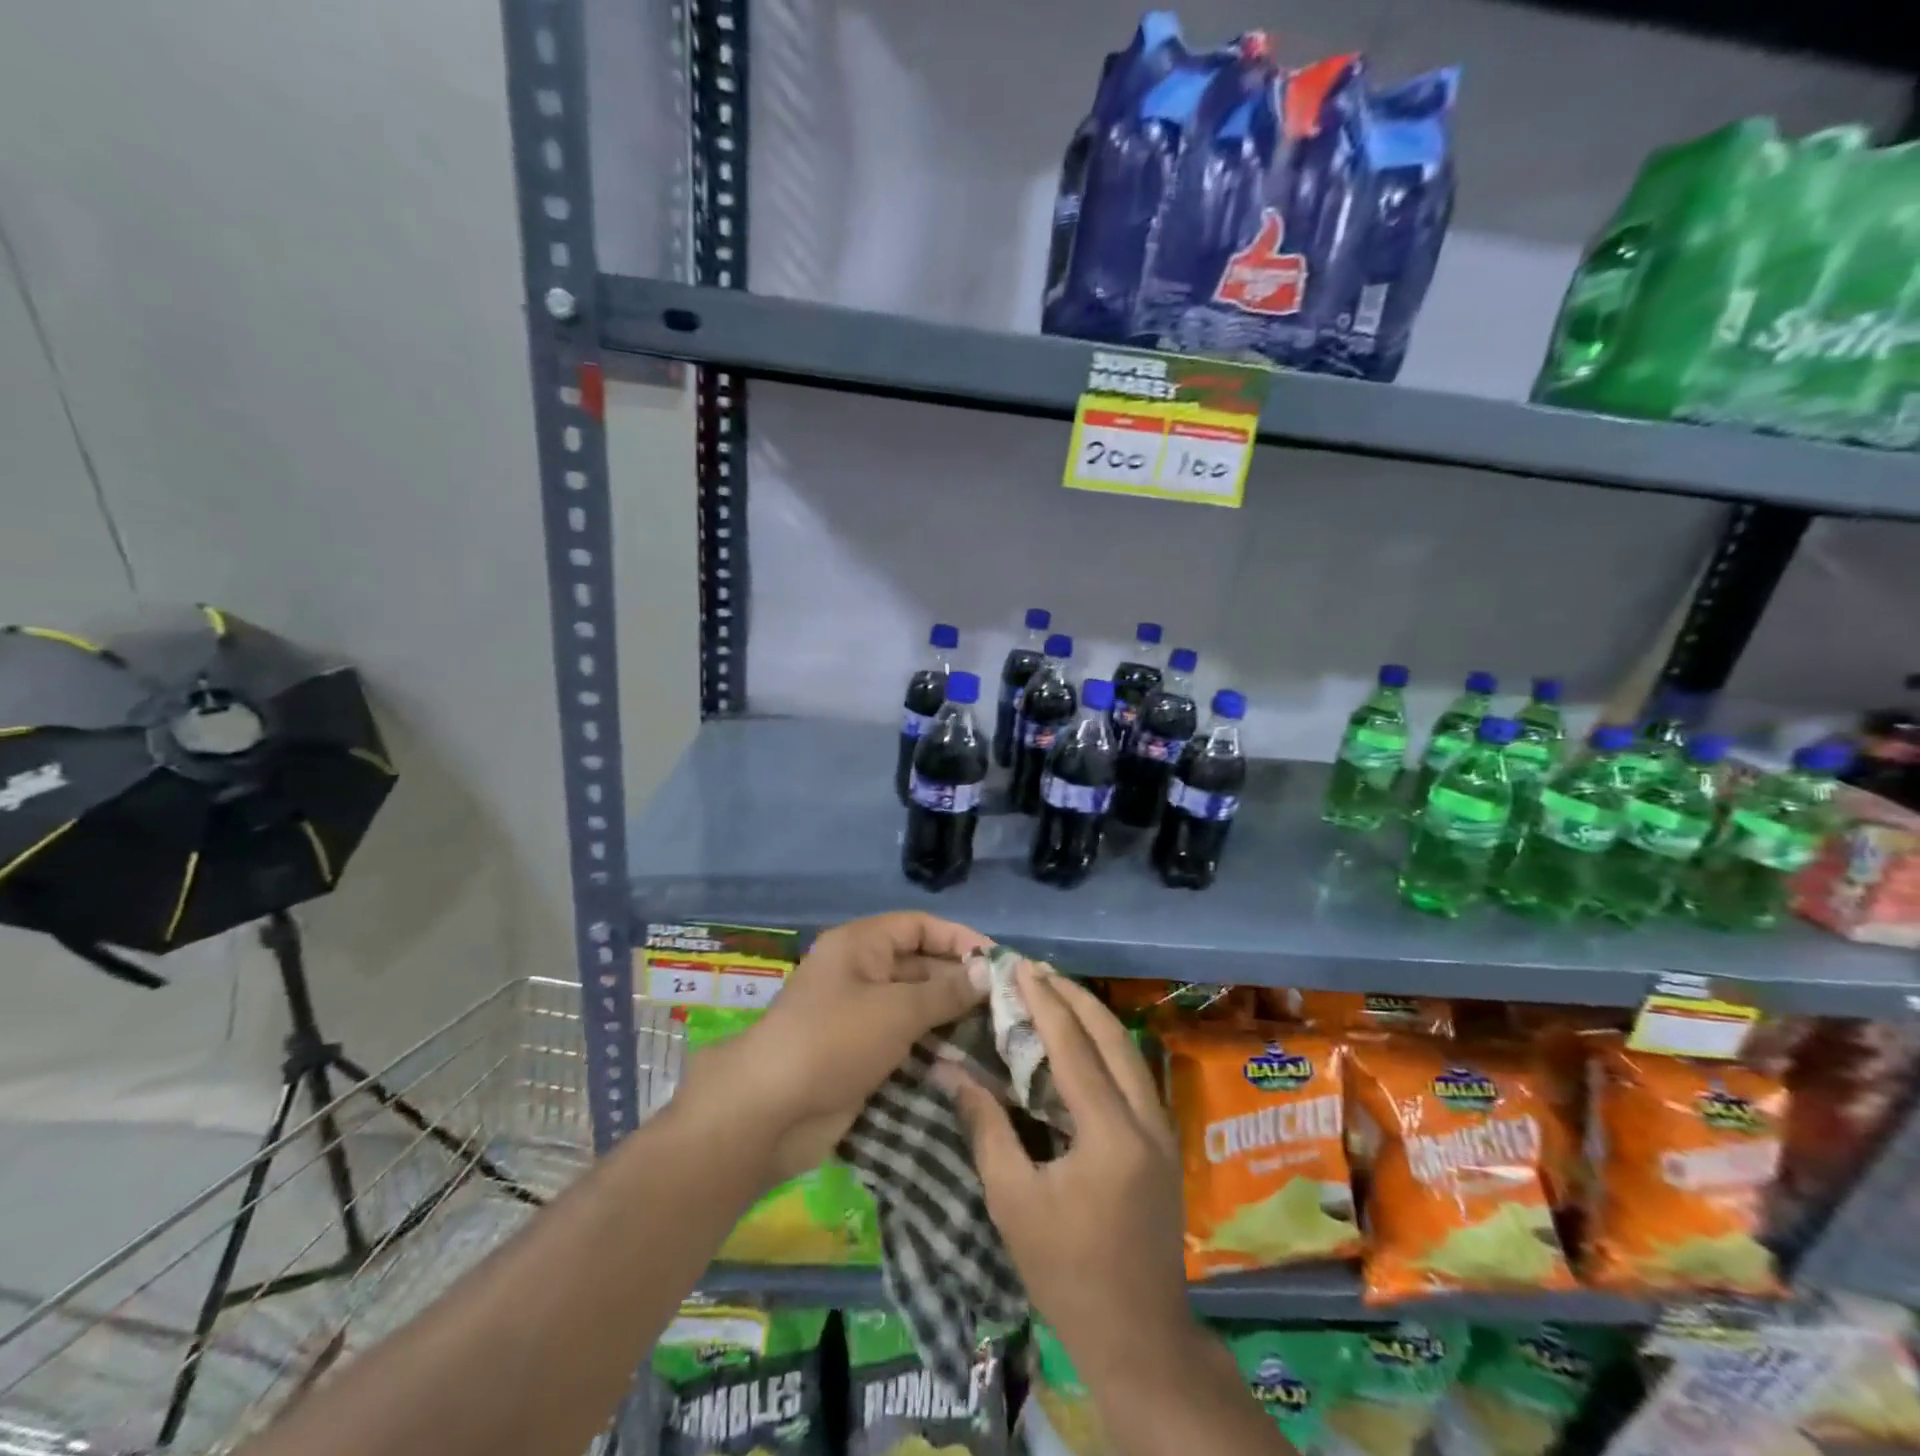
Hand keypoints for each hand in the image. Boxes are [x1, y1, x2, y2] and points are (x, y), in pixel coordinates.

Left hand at [682, 912, 991, 1184]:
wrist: (769, 1112)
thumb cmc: (834, 1041)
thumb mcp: (896, 1010)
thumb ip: (946, 991)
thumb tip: (986, 971)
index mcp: (860, 945)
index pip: (919, 927)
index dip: (959, 939)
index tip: (998, 962)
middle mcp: (860, 973)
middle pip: (919, 966)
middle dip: (960, 983)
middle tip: (1006, 1005)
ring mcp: (858, 1016)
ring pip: (914, 1007)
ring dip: (951, 1020)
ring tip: (998, 1036)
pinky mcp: (859, 1055)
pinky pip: (904, 1041)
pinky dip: (932, 1048)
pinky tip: (967, 1063)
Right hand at [939, 963, 1196, 1383]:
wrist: (1139, 1336)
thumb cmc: (1067, 1273)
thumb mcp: (1013, 1203)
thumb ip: (986, 1128)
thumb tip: (951, 1071)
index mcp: (1110, 1133)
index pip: (1074, 1047)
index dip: (1044, 1002)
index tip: (1019, 967)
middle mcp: (1145, 1119)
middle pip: (1112, 1036)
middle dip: (1073, 996)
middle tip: (1035, 971)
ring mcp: (1162, 1130)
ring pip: (1128, 1051)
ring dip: (1091, 1016)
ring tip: (1054, 992)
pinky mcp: (1163, 1143)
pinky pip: (1132, 1073)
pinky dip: (1104, 1045)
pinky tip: (1079, 1041)